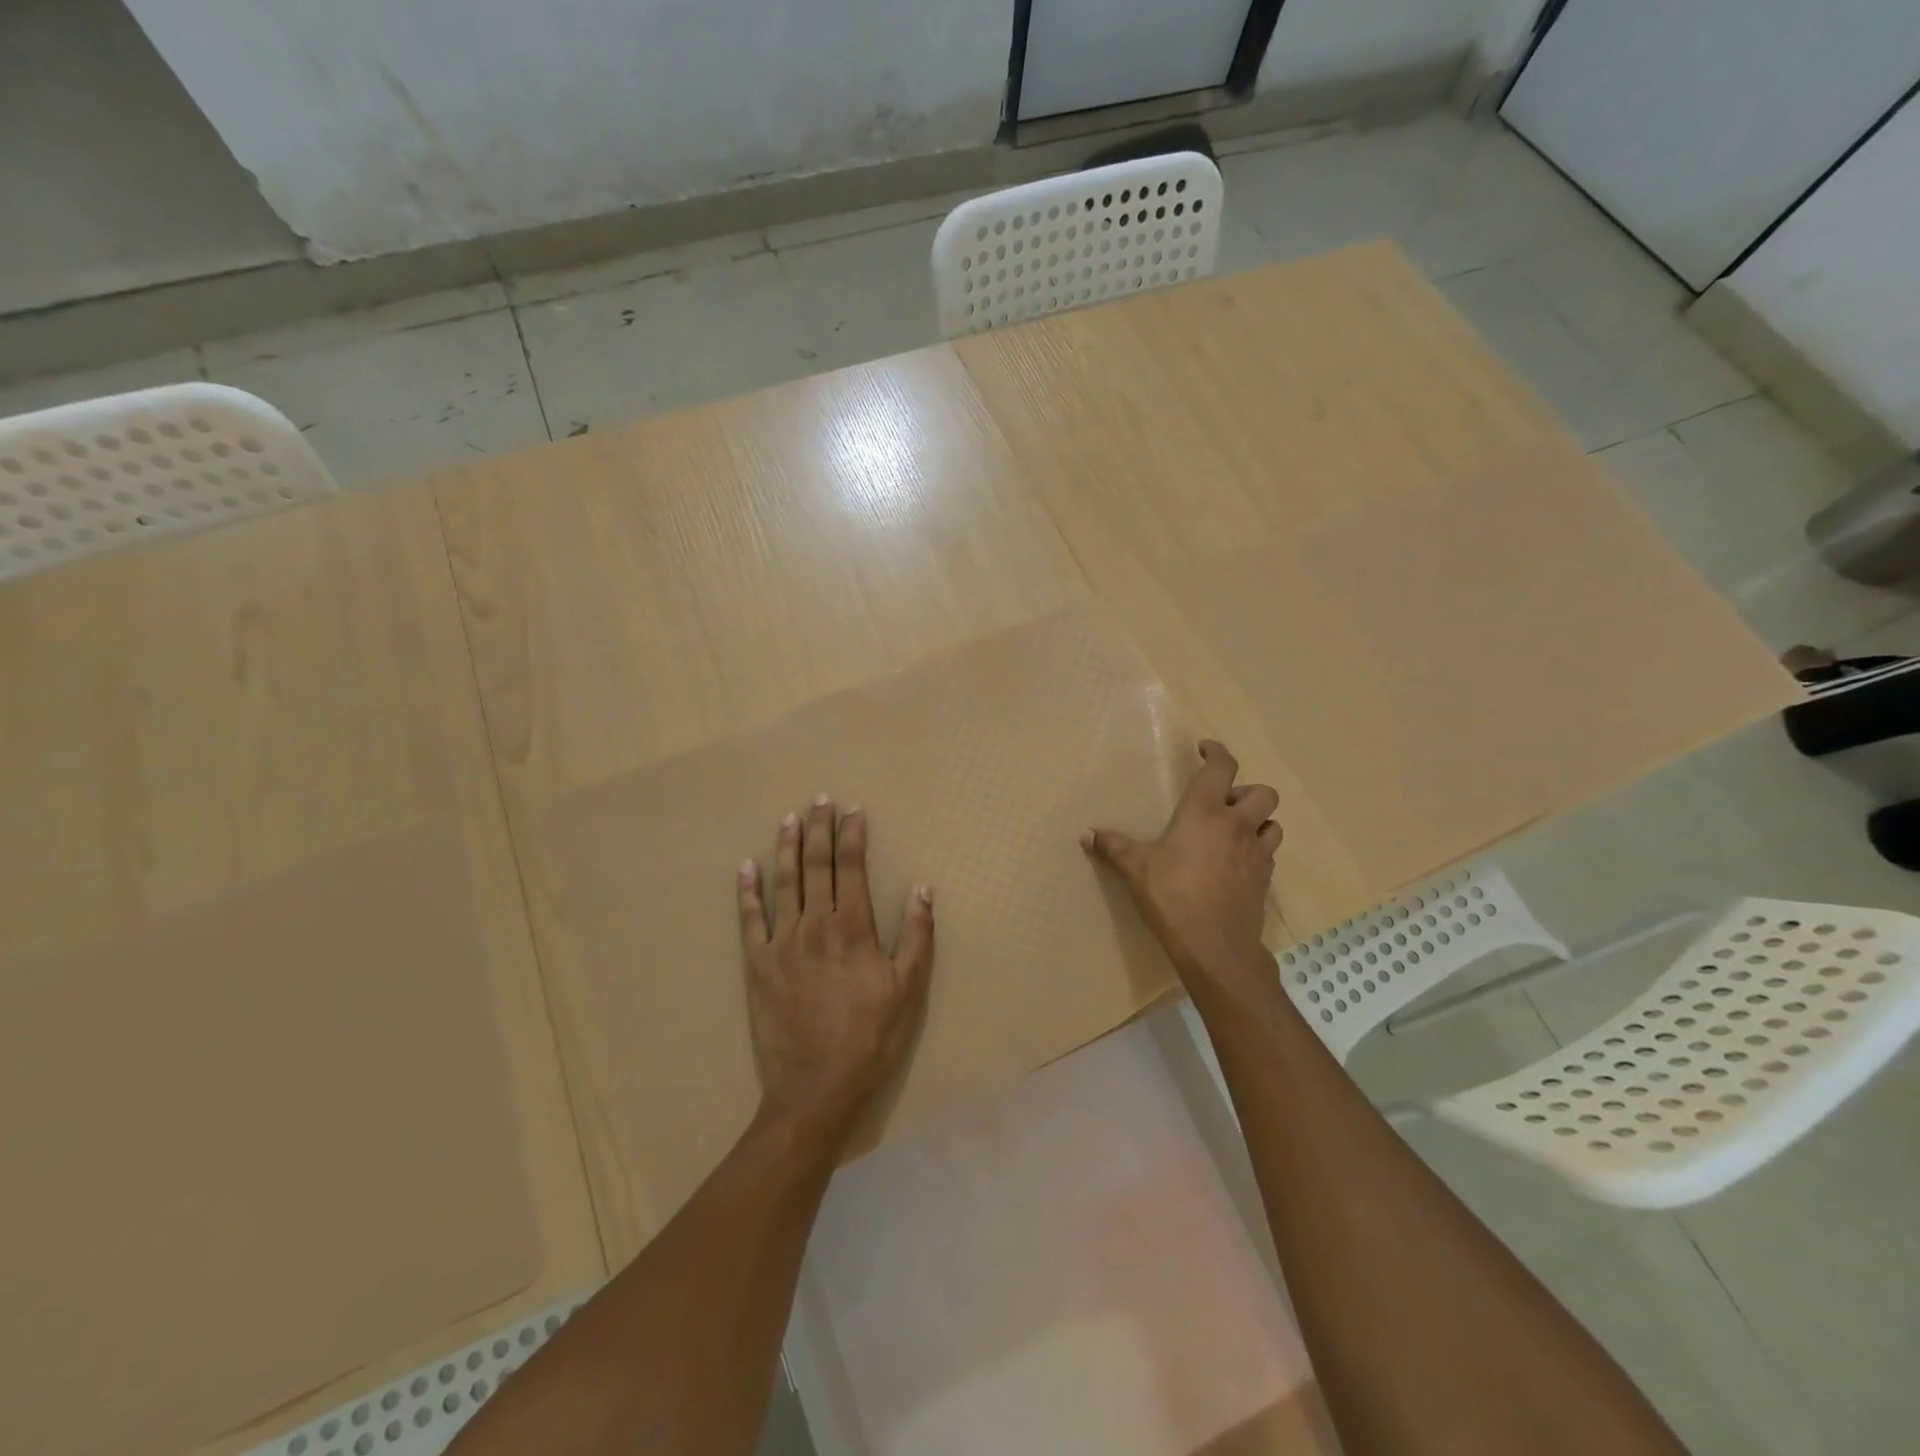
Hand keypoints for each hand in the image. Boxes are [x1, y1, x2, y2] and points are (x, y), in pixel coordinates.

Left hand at [738, 796, 934, 1143]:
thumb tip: (922, 888)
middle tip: (820, 799)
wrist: (816, 1088)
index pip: (851, 868)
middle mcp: (815, 925)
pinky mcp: (757, 964)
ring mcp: (782, 943)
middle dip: (820, 829)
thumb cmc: (870, 1037)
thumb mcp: (908, 989)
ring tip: (788, 819)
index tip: (854, 811)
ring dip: (787, 847)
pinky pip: (750, 919)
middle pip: (817, 866)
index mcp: (853, 928)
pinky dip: (747, 891)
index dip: (853, 836)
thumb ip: (917, 935)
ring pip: (784, 883)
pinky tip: (746, 867)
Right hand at [1083, 740, 1281, 995]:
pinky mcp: (1265, 880)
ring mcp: (1257, 853)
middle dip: (1246, 791)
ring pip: (1273, 823)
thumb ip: (1113, 847)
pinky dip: (1256, 850)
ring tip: (1234, 832)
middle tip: (1223, 804)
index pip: (1223, 767)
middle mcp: (1237, 825)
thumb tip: (1086, 835)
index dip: (1217, 752)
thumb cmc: (1172, 896)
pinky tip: (1235, 863)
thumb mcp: (1136, 869)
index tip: (1206, 749)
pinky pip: (1269, 854)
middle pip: (1263, 792)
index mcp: (1205, 812)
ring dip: (1258, 821)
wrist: (1215, 947)